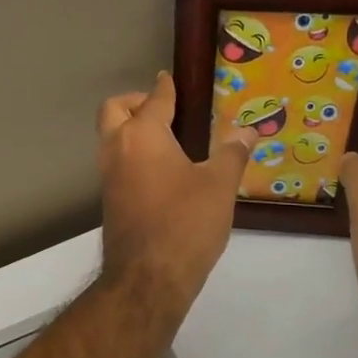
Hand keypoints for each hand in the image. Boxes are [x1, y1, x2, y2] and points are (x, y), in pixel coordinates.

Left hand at [96, 72, 256, 316]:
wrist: (148, 277)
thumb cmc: (186, 223)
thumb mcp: (219, 186)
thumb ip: (232, 153)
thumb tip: (248, 130)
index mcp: (142, 135)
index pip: (154, 99)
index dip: (166, 87)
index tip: (171, 80)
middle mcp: (117, 149)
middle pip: (114, 110)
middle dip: (135, 102)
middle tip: (164, 110)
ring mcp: (108, 177)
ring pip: (111, 139)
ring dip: (131, 130)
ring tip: (168, 140)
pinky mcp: (110, 202)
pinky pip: (117, 164)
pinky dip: (133, 156)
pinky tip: (161, 171)